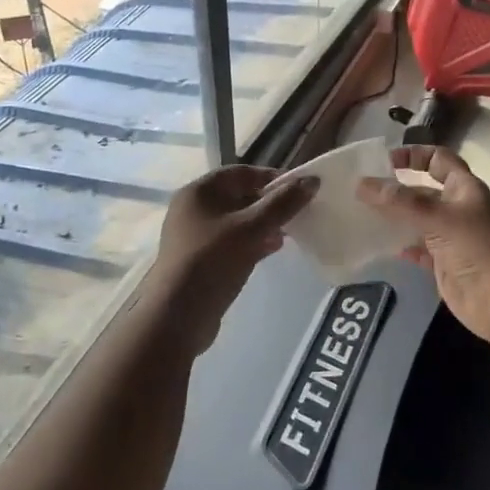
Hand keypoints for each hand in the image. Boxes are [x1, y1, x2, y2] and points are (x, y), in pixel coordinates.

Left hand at [150, 164, 318, 355]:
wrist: (178, 316)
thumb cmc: (213, 260)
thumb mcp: (252, 228)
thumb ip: (283, 203)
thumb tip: (312, 180)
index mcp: (199, 192)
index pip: (241, 173)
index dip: (272, 177)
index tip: (300, 189)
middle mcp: (193, 209)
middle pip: (239, 196)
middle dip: (270, 203)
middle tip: (299, 212)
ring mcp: (195, 236)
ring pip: (237, 222)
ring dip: (264, 225)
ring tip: (290, 233)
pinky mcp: (201, 261)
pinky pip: (232, 243)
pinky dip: (253, 242)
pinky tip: (273, 250)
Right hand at [357, 146, 489, 345]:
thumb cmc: (481, 248)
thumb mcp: (440, 218)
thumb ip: (401, 202)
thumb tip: (362, 184)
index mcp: (463, 189)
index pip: (438, 160)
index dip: (414, 155)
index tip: (384, 161)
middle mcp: (456, 210)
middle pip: (422, 192)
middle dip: (395, 190)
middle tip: (357, 192)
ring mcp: (450, 239)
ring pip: (417, 222)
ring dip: (393, 219)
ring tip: (360, 216)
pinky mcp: (444, 266)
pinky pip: (418, 250)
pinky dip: (401, 247)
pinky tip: (380, 246)